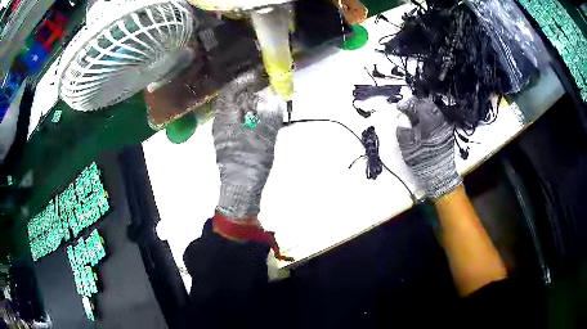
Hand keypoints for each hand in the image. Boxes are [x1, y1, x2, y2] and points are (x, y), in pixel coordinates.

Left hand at [213, 70, 284, 219]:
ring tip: (265, 99)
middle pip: (232, 99)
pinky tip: (260, 117)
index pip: (230, 91)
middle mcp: (221, 123)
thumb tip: (276, 97)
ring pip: (234, 110)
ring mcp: (223, 133)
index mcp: (225, 118)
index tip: (259, 75)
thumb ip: (271, 115)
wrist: (240, 189)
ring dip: (248, 102)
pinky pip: (237, 121)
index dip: (244, 80)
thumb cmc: (250, 161)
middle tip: (265, 86)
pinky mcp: (229, 142)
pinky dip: (248, 115)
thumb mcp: (264, 136)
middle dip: (248, 90)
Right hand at [396, 97, 461, 198]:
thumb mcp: (408, 147)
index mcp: (430, 122)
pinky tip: (423, 126)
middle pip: (428, 105)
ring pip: (433, 112)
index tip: (399, 108)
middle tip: (406, 111)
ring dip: (423, 112)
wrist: (440, 178)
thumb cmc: (423, 162)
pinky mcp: (447, 134)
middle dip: (416, 105)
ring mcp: (445, 128)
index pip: (418, 105)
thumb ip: (403, 130)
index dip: (407, 104)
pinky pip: (437, 120)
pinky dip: (429, 119)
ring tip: (414, 119)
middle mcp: (440, 121)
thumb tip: (401, 119)